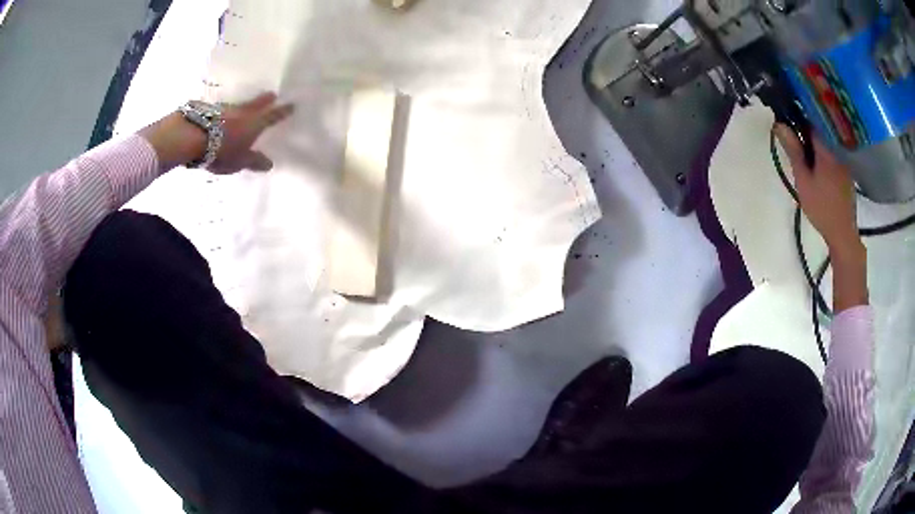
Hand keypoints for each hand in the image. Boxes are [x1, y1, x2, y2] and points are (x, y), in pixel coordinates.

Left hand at [140, 92, 293, 173]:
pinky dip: (224, 112)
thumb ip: (253, 161)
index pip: (273, 116)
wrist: (192, 136)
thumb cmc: (221, 150)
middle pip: (256, 104)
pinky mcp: (209, 109)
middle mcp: (242, 112)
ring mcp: (225, 108)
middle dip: (265, 100)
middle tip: (272, 94)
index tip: (292, 105)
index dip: (282, 111)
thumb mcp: (239, 161)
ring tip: (245, 107)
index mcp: (254, 123)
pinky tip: (221, 116)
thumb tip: (269, 164)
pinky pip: (221, 110)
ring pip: (238, 105)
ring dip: (243, 105)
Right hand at [774, 124, 867, 310]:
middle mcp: (837, 148)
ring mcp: (843, 159)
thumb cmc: (821, 208)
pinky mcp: (846, 170)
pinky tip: (817, 158)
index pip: (812, 119)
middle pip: (820, 127)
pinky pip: (833, 150)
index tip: (787, 111)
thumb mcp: (803, 181)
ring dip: (815, 136)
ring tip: (803, 142)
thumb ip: (794, 151)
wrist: (843, 234)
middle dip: (806, 124)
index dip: (798, 112)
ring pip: (827, 139)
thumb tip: (779, 124)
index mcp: (826, 149)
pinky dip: (824, 148)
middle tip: (792, 128)